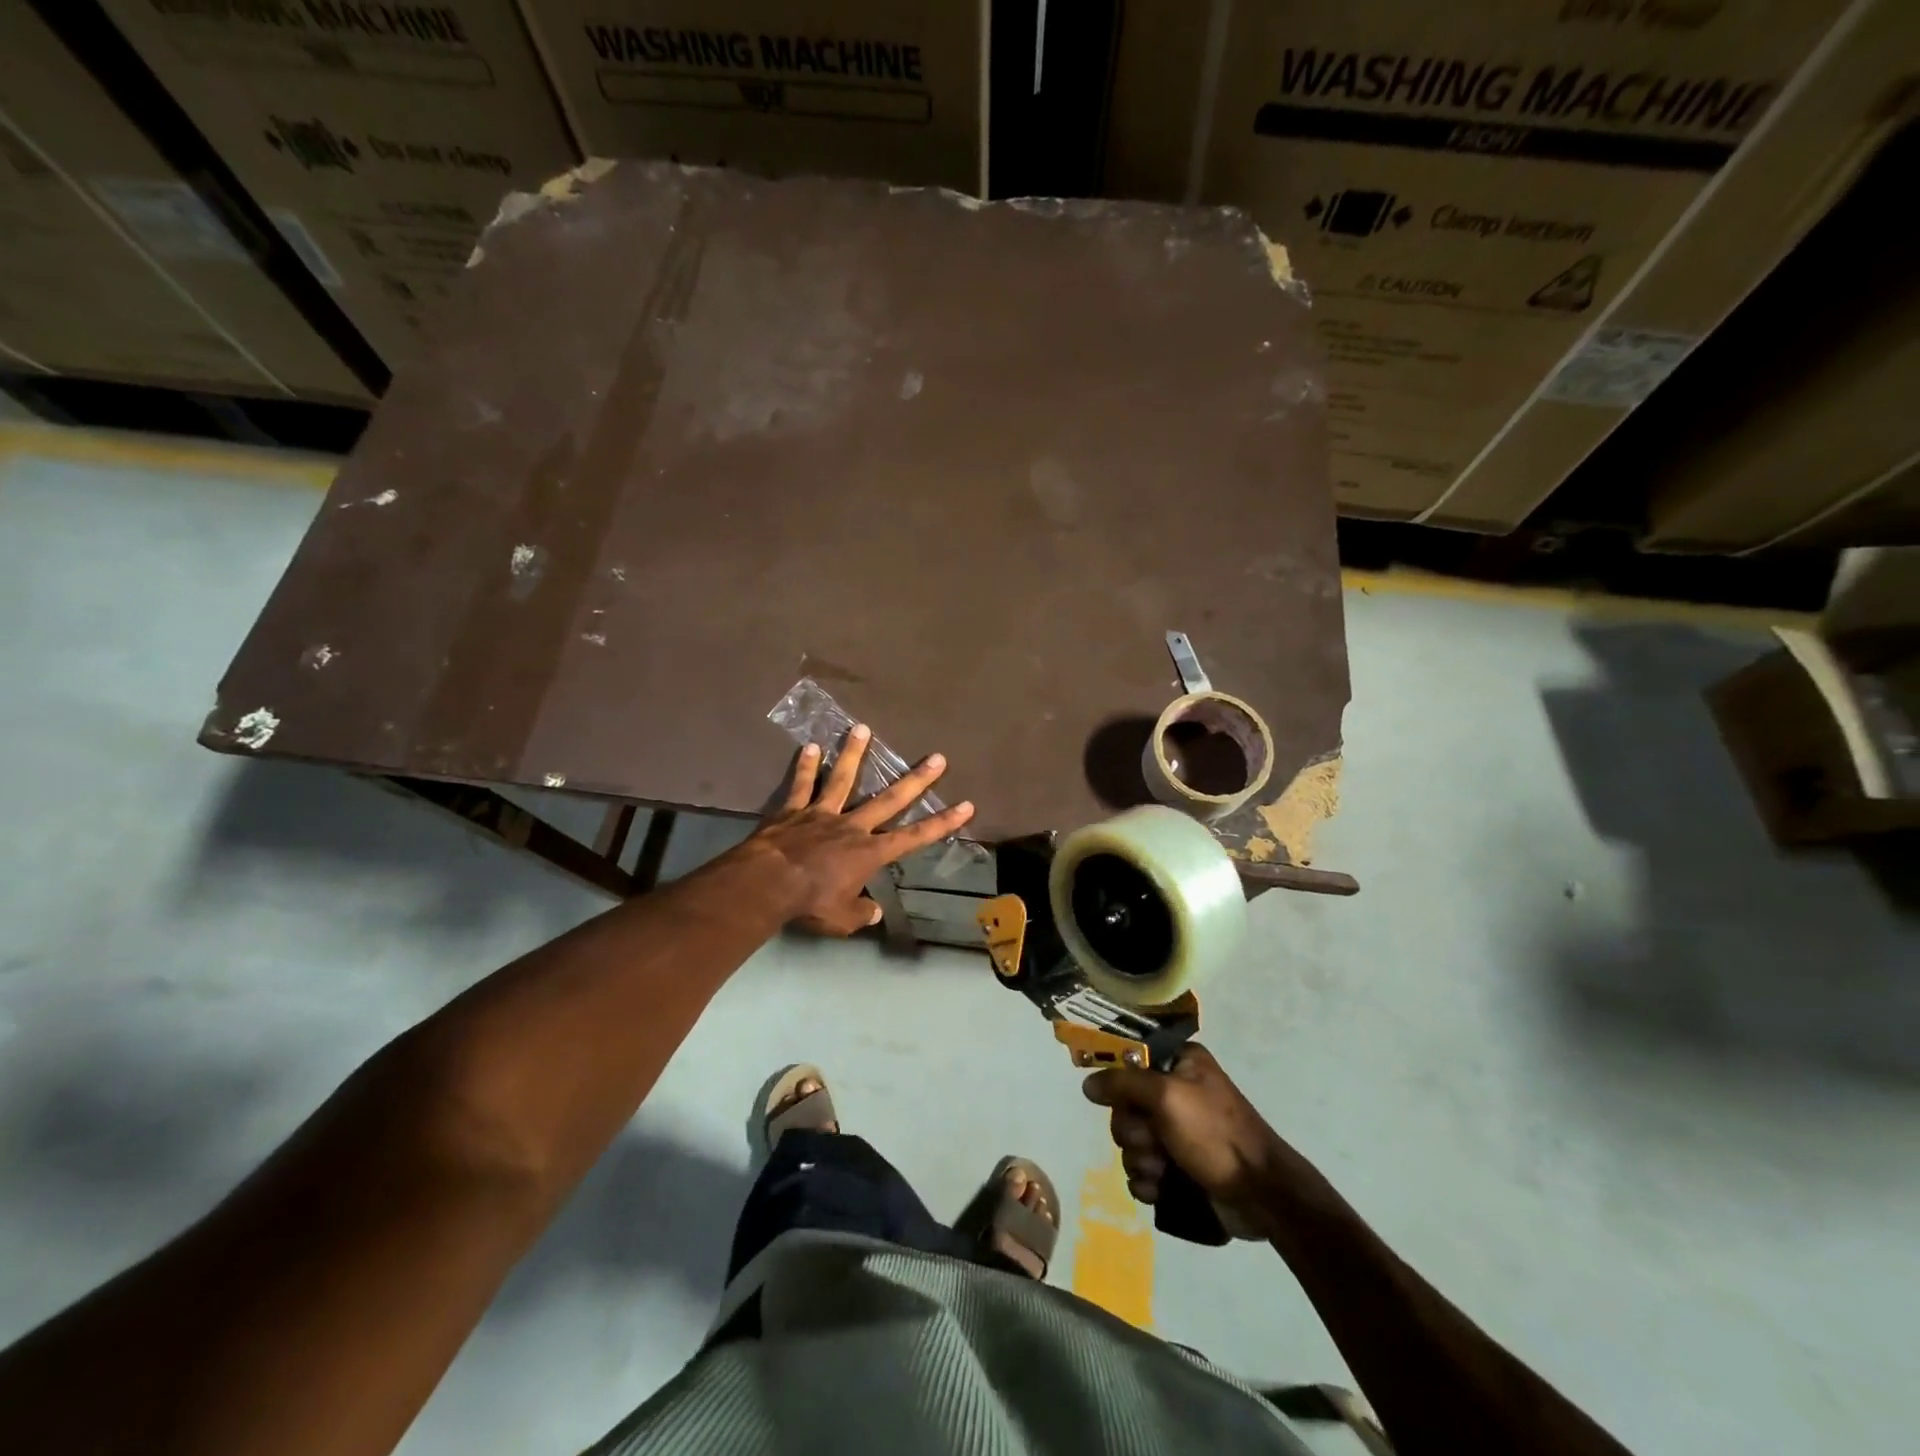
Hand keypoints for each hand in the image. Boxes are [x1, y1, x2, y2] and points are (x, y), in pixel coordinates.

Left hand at [748, 726, 974, 935]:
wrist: (768, 883)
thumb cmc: (810, 903)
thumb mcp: (842, 919)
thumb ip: (861, 912)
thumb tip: (873, 911)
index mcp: (869, 852)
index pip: (915, 837)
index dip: (943, 822)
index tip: (966, 805)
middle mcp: (852, 826)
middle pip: (889, 799)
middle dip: (916, 780)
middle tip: (937, 758)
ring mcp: (822, 813)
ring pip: (841, 779)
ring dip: (854, 754)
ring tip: (862, 728)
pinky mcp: (792, 810)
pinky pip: (801, 785)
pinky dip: (805, 766)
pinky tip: (810, 746)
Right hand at [1082, 1043, 1286, 1237]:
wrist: (1261, 1195)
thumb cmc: (1215, 1134)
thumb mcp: (1167, 1097)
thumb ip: (1123, 1084)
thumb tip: (1088, 1084)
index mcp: (1179, 1063)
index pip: (1130, 1061)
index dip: (1121, 1085)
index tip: (1125, 1103)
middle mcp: (1176, 1091)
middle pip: (1125, 1105)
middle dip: (1134, 1132)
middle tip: (1154, 1142)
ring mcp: (1177, 1131)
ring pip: (1131, 1140)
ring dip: (1140, 1160)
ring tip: (1163, 1171)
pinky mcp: (1178, 1166)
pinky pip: (1141, 1169)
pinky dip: (1146, 1181)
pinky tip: (1159, 1190)